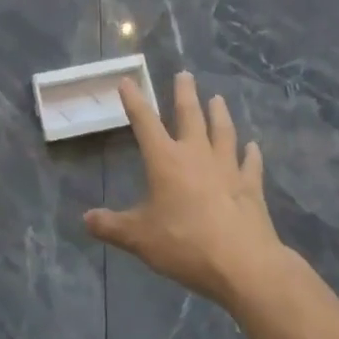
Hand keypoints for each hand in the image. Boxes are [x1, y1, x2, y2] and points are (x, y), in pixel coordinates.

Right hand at [84, 71, 287, 308]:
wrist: (243, 264)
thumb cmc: (185, 244)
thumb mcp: (140, 238)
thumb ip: (112, 227)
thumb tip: (85, 220)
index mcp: (165, 160)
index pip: (145, 122)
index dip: (134, 101)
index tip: (128, 81)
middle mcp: (196, 155)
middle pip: (190, 115)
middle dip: (184, 93)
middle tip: (185, 74)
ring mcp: (227, 168)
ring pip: (223, 132)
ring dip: (219, 114)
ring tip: (218, 98)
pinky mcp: (251, 187)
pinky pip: (251, 164)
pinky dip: (251, 154)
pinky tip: (253, 147)